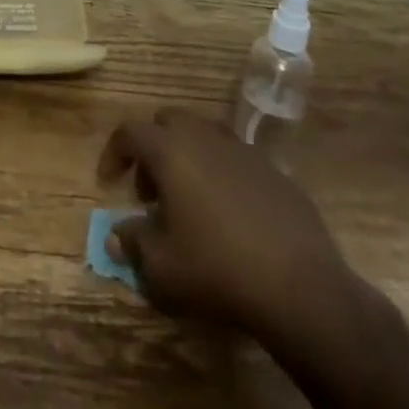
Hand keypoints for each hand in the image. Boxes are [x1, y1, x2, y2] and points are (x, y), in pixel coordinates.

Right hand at [99, 109, 408, 408]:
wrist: (299, 286)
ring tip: (189, 202)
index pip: (129, 132)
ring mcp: (242, 149)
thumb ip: (133, 244)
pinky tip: (229, 216)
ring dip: (187, 157)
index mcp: (170, 150)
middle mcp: (203, 136)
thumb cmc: (216, 269)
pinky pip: (235, 158)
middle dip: (152, 150)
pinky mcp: (273, 170)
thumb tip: (116, 234)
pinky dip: (221, 174)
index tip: (108, 182)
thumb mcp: (162, 267)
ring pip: (203, 135)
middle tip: (151, 192)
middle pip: (167, 122)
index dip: (114, 153)